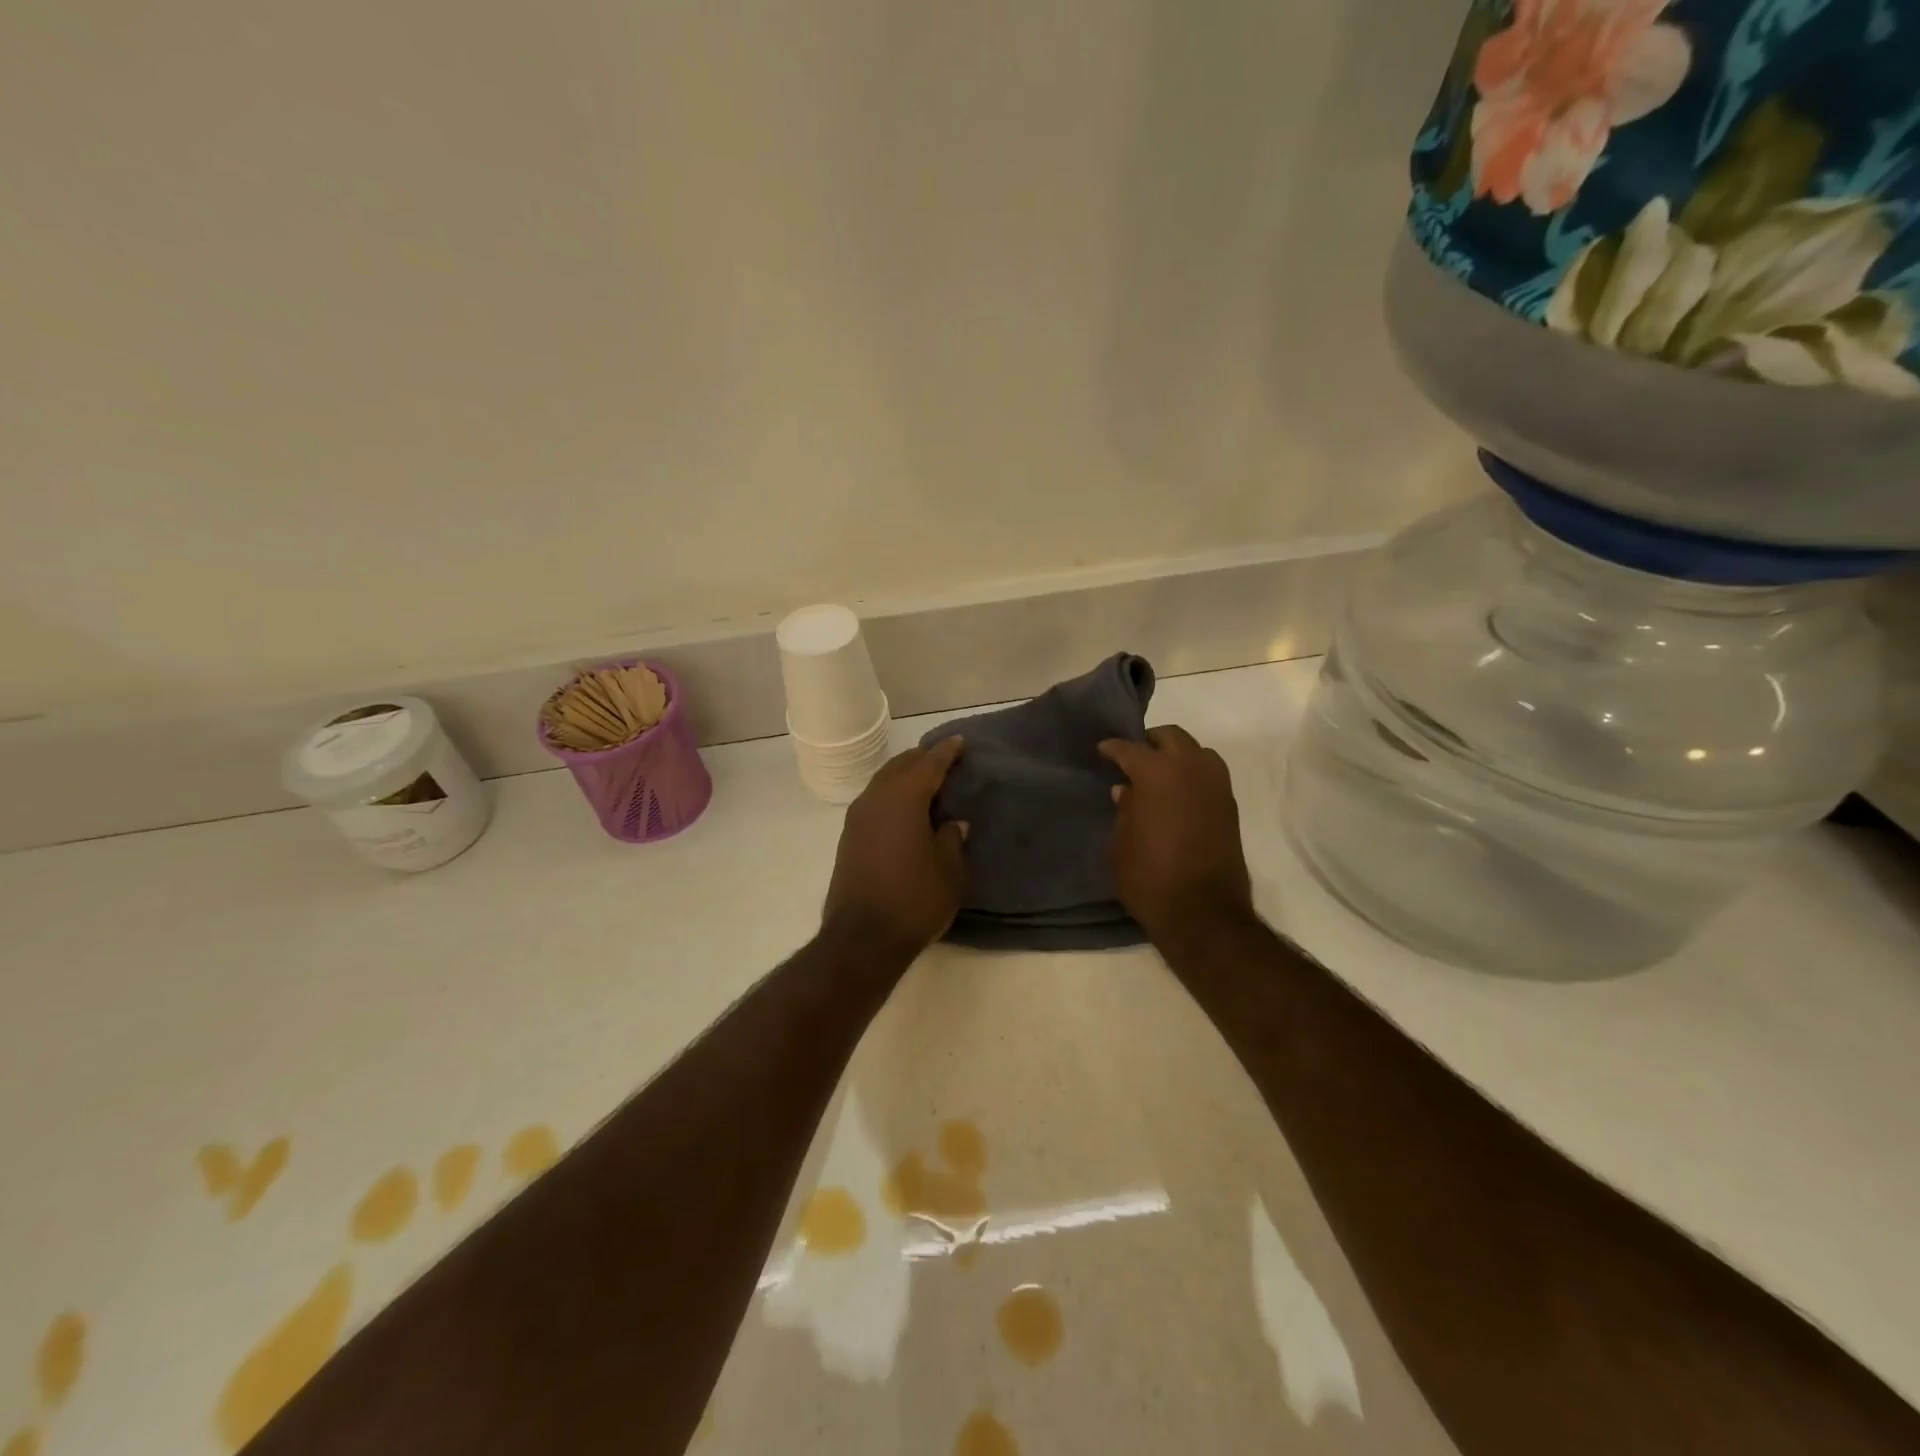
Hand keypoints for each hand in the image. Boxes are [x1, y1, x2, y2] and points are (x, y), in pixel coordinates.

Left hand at [822, 736, 969, 962]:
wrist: (862, 938)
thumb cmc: (914, 900)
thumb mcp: (949, 871)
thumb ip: (952, 839)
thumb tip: (953, 823)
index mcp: (904, 798)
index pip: (929, 764)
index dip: (946, 752)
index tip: (959, 742)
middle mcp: (876, 799)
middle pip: (901, 766)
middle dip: (922, 759)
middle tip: (944, 758)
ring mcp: (857, 818)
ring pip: (883, 782)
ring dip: (904, 776)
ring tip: (925, 780)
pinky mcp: (848, 838)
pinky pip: (874, 801)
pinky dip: (891, 795)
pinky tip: (904, 808)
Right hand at [1098, 726, 1254, 943]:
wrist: (1202, 912)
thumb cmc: (1148, 876)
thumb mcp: (1120, 843)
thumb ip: (1124, 810)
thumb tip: (1126, 791)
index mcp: (1156, 772)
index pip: (1130, 749)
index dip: (1113, 748)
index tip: (1103, 750)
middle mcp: (1190, 769)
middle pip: (1171, 737)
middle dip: (1150, 742)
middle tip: (1134, 757)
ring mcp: (1216, 786)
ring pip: (1197, 751)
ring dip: (1178, 755)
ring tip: (1160, 774)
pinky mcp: (1230, 807)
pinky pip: (1211, 775)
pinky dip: (1194, 775)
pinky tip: (1178, 794)